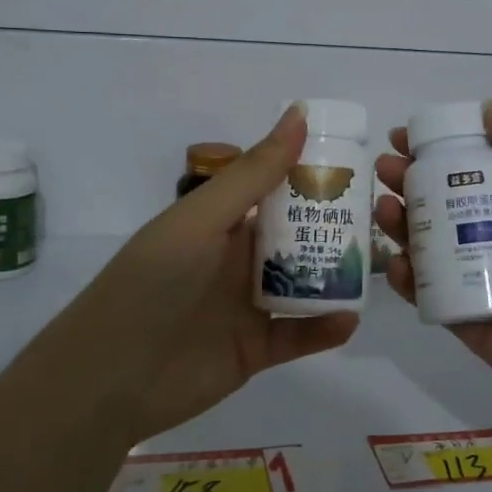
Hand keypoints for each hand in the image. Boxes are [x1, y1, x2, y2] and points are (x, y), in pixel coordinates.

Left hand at [58, 105, 359, 441]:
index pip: (274, 189)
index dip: (312, 175)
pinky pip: (299, 334)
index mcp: (221, 221)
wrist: (111, 377)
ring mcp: (247, 305)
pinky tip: (350, 318)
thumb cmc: (154, 282)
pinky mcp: (256, 349)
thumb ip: (254, 173)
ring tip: (377, 265)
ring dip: (336, 275)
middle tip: (381, 217)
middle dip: (334, 226)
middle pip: (295, 236)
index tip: (358, 165)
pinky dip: (325, 327)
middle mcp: (236, 258)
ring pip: (304, 284)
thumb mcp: (202, 219)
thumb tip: (298, 114)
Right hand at [373, 101, 491, 436]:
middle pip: (447, 203)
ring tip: (384, 208)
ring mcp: (482, 280)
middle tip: (386, 169)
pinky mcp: (465, 320)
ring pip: (431, 245)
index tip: (406, 136)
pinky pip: (428, 293)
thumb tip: (487, 108)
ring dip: (403, 223)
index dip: (443, 149)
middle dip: (413, 181)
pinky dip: (406, 277)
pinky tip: (395, 262)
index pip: (478, 168)